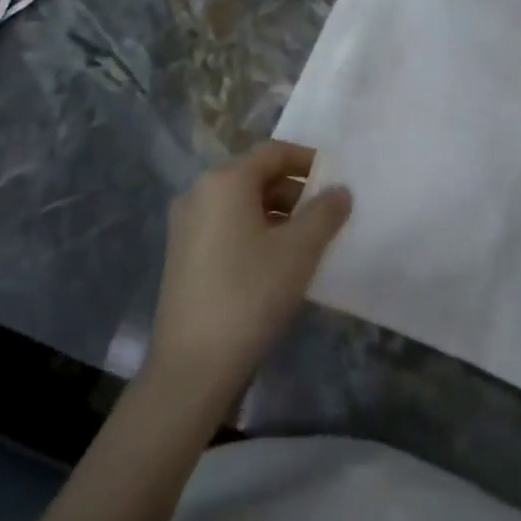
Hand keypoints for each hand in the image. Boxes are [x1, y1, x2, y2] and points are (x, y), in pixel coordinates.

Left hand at [148, 142, 351, 404]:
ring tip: (307, 243)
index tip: (336, 180)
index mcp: (224, 181)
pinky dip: (254, 233)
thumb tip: (339, 191)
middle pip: (255, 177)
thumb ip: (324, 213)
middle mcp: (199, 193)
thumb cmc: (250, 295)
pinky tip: (276, 264)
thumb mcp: (298, 251)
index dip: (308, 161)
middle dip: (294, 192)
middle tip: (327, 216)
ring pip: (240, 205)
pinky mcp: (181, 255)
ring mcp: (185, 225)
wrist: (192, 367)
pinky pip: (226, 228)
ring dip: (276, 215)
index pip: (273, 153)